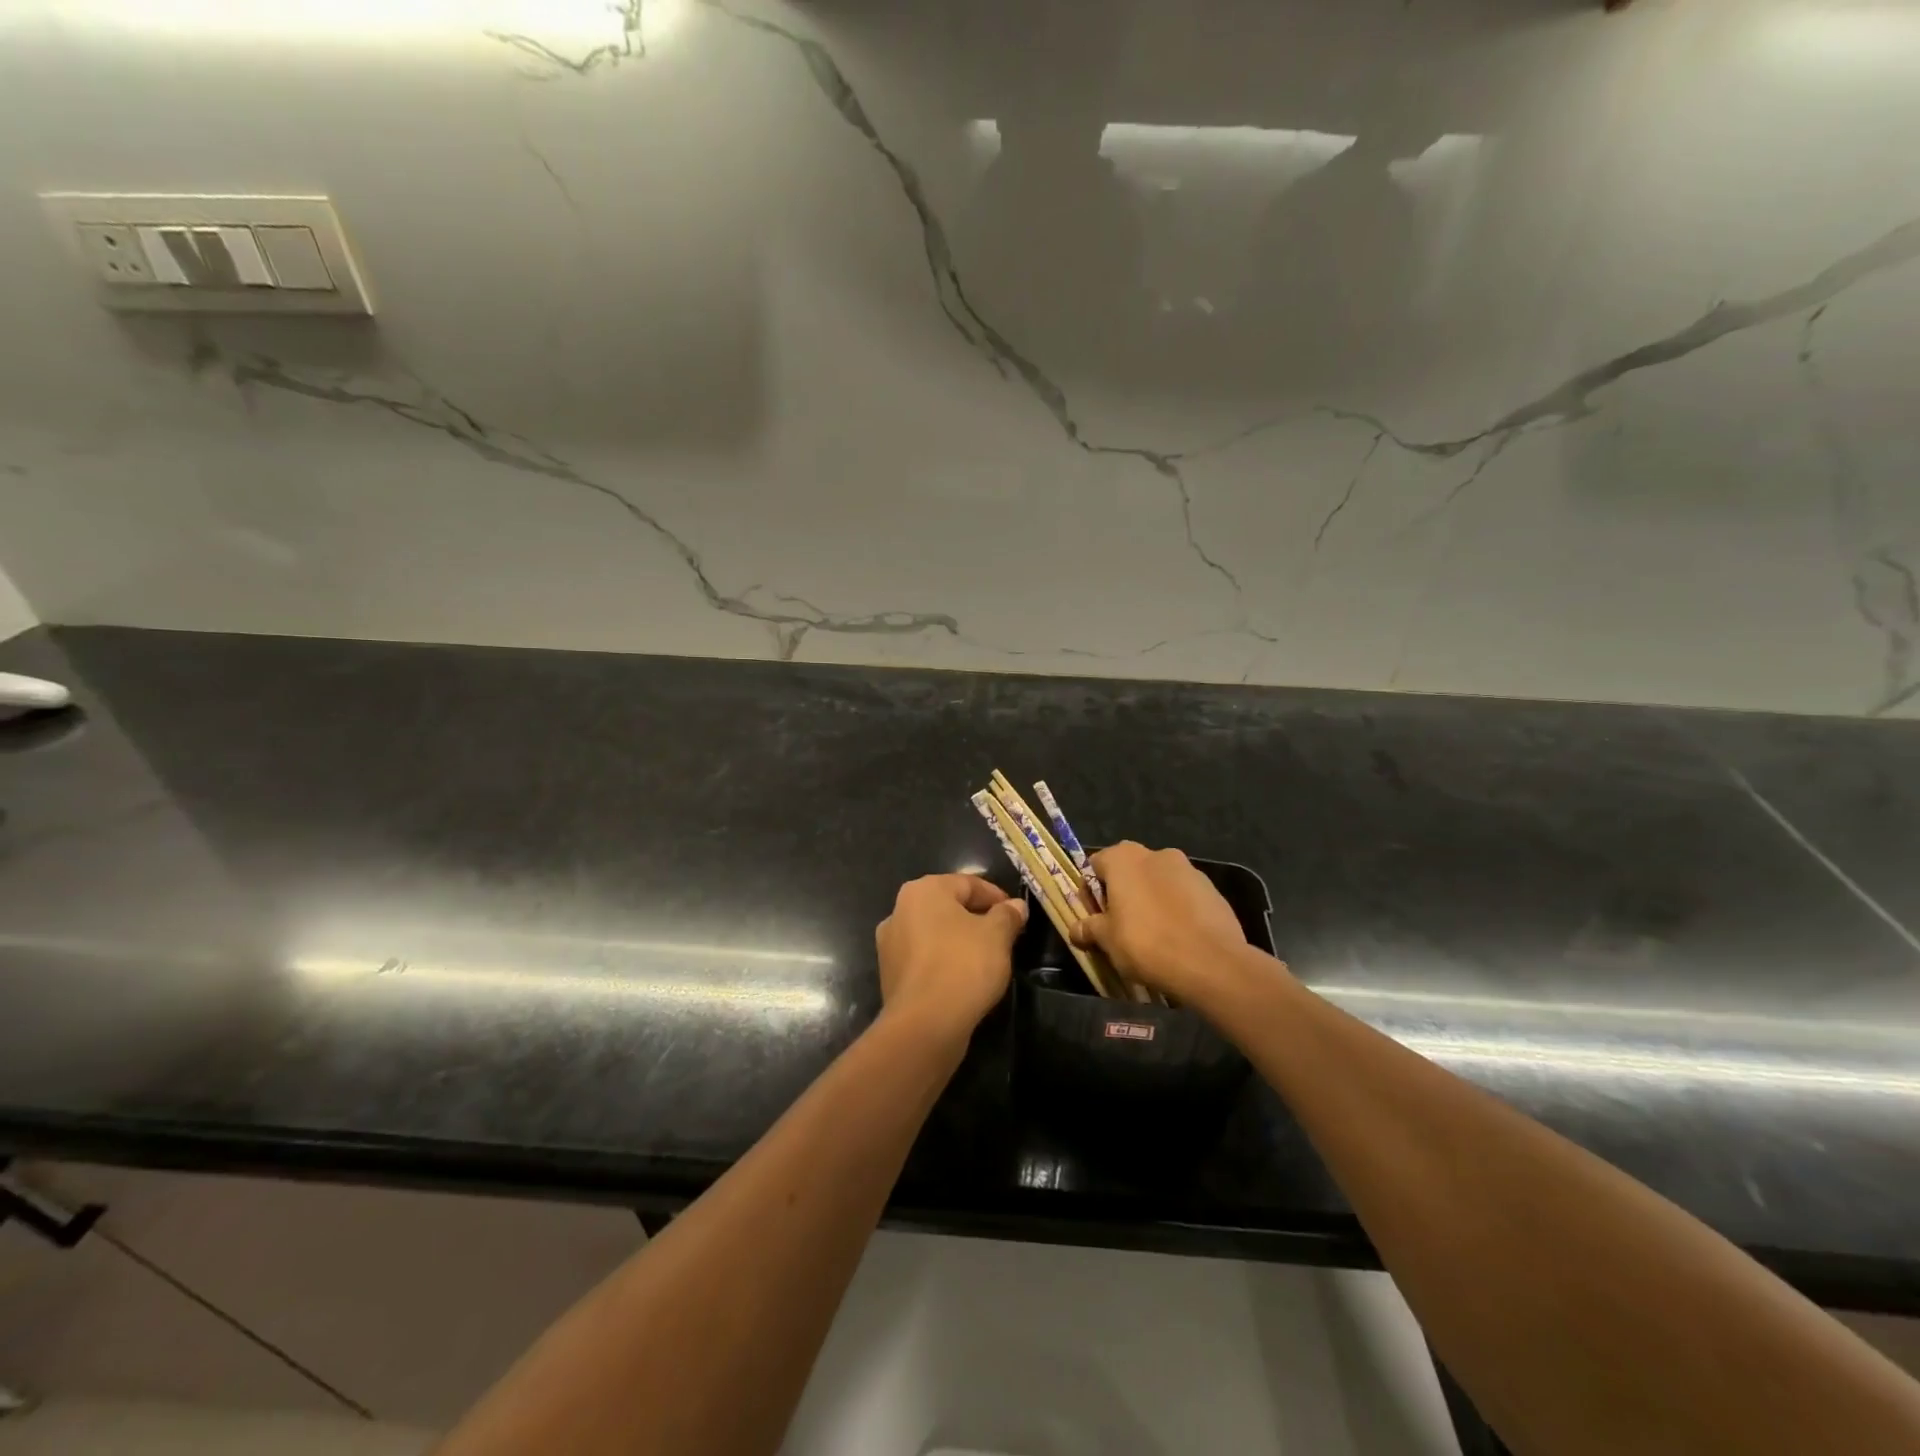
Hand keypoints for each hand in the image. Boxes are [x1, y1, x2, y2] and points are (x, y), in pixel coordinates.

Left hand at [874, 874, 1027, 1037]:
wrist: (925, 1025)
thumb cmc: (963, 966)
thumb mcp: (997, 936)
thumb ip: (1007, 915)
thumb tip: (1016, 907)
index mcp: (923, 890)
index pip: (968, 883)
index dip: (997, 897)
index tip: (1017, 915)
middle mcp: (899, 910)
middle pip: (948, 907)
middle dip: (977, 918)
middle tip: (1005, 936)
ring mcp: (890, 944)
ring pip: (935, 933)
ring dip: (960, 941)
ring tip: (987, 959)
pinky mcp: (890, 974)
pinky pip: (925, 958)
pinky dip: (944, 962)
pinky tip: (963, 978)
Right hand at [1070, 842, 1263, 1007]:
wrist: (1211, 963)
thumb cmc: (1147, 943)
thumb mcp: (1107, 940)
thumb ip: (1089, 928)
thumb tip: (1075, 929)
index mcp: (1124, 858)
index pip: (1095, 865)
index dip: (1090, 893)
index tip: (1095, 919)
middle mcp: (1156, 854)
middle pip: (1128, 871)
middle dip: (1122, 894)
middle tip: (1121, 927)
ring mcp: (1188, 869)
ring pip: (1158, 882)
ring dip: (1151, 900)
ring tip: (1153, 935)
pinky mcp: (1212, 889)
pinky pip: (1184, 895)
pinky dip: (1177, 909)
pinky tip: (1178, 937)